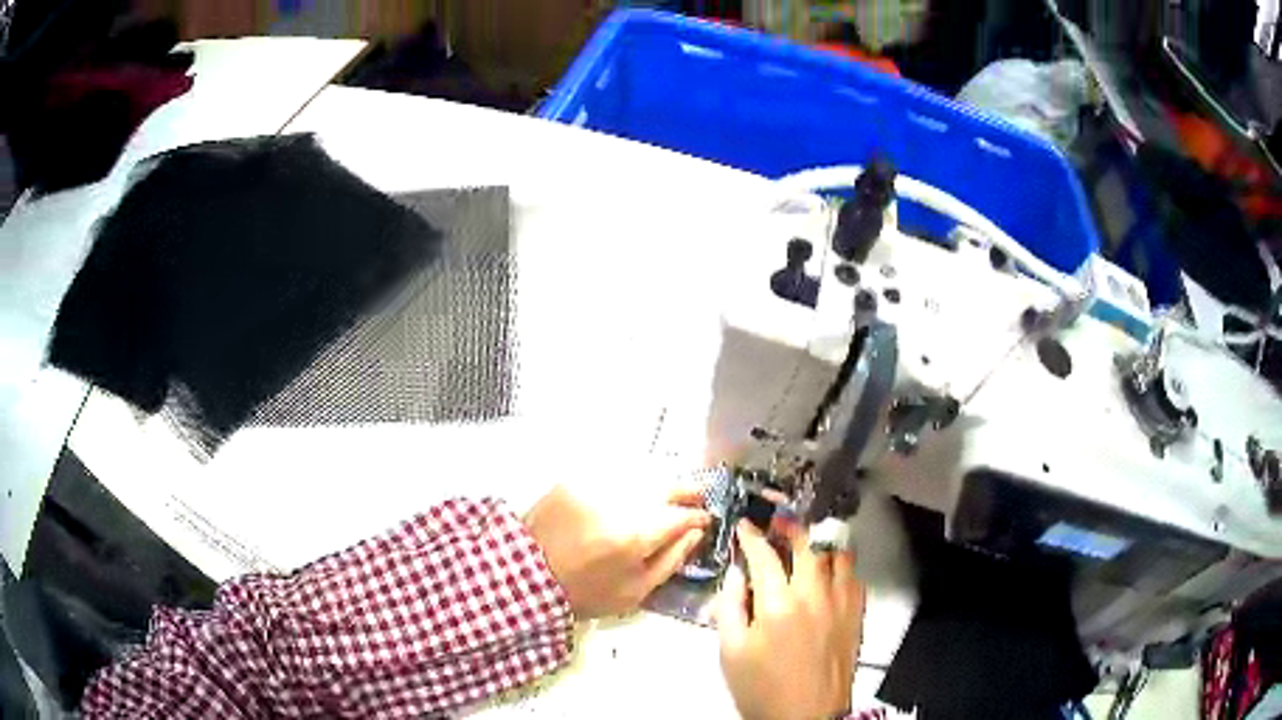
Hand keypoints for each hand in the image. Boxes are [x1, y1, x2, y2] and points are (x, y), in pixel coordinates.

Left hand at [524, 484, 709, 619]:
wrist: (528, 576)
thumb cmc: (587, 592)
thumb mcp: (636, 590)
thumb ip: (672, 559)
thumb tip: (695, 532)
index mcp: (636, 536)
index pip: (682, 515)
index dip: (699, 516)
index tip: (706, 519)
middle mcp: (618, 503)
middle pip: (665, 485)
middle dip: (685, 491)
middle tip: (695, 497)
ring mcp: (594, 487)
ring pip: (641, 475)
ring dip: (659, 484)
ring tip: (666, 495)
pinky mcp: (574, 481)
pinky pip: (613, 474)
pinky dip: (629, 482)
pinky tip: (632, 493)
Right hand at [717, 520, 865, 719]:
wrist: (807, 715)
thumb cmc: (762, 688)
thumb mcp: (731, 653)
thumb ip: (729, 608)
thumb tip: (736, 574)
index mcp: (778, 604)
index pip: (764, 556)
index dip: (752, 537)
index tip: (745, 527)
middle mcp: (814, 594)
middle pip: (807, 544)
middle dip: (789, 527)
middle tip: (777, 524)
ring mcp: (841, 602)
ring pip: (837, 554)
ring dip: (820, 542)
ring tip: (807, 542)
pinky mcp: (856, 613)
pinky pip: (854, 575)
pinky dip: (841, 565)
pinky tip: (830, 571)